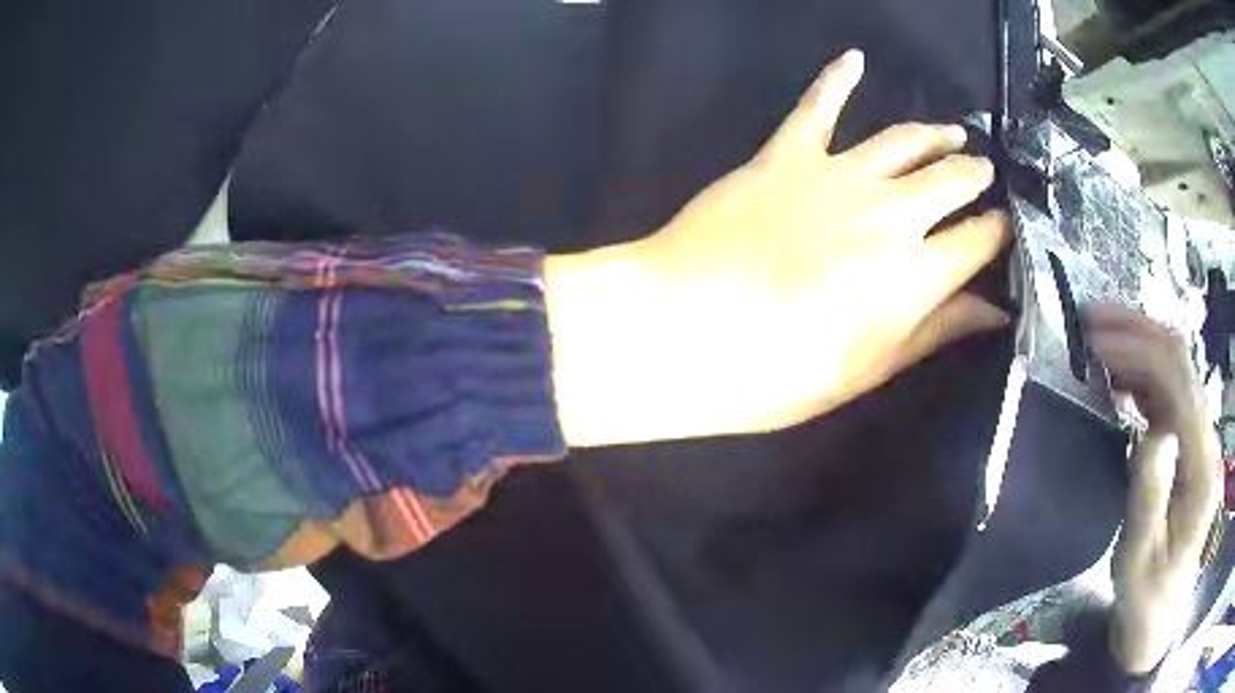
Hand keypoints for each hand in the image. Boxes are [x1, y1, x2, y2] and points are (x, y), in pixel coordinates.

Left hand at [547, 50, 1010, 446]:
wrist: (683, 330)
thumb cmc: (778, 372)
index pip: (978, 240)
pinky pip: (818, 105)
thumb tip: (992, 311)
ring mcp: (838, 174)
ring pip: (903, 140)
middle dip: (974, 176)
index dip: (998, 232)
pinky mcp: (785, 155)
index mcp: (916, 273)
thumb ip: (936, 330)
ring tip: (955, 131)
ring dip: (935, 133)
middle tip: (984, 174)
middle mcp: (891, 212)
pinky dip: (837, 78)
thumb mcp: (869, 368)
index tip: (1006, 226)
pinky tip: (855, 59)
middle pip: (950, 181)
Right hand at [1088, 304, 1223, 674]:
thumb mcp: (1139, 562)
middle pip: (1181, 361)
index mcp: (1201, 470)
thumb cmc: (1146, 600)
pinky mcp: (1190, 446)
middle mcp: (1207, 442)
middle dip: (1138, 332)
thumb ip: (1150, 496)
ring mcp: (1201, 440)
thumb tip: (1151, 428)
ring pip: (1177, 368)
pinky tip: (1119, 379)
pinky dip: (1143, 375)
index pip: (1179, 382)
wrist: (1160, 618)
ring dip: (1139, 346)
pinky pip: (1170, 393)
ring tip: (1098, 342)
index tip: (1095, 342)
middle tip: (1090, 323)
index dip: (1140, 350)